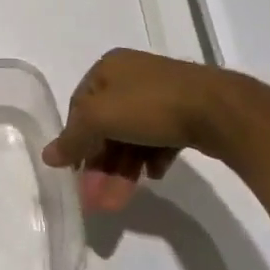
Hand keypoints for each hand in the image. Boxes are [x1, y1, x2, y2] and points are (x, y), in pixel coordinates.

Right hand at [41, 50, 243, 212]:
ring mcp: (163, 94)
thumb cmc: (150, 105)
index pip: (79, 106)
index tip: (75, 173)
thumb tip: (48, 156)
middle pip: (107, 125)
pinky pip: (159, 138)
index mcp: (108, 68)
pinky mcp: (189, 113)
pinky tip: (154, 176)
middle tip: (97, 199)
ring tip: (118, 202)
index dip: (75, 140)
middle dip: (100, 165)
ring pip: (133, 135)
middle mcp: (133, 76)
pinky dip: (151, 158)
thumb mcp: (100, 118)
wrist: (221, 110)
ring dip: (122, 170)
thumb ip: (73, 139)